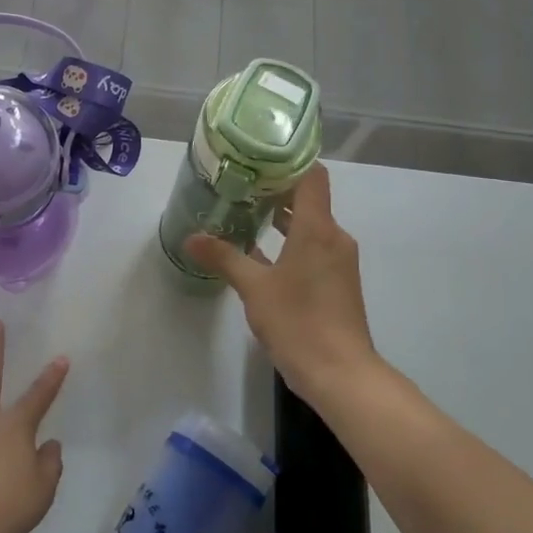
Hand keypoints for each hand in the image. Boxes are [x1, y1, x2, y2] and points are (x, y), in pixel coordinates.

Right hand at [183, 163, 380, 403]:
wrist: (341, 373)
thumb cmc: (298, 322)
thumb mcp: (254, 288)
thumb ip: (224, 257)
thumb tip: (191, 237)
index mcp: (318, 228)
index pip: (312, 175)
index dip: (287, 161)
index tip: (256, 158)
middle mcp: (333, 237)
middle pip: (308, 199)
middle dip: (274, 191)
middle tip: (237, 185)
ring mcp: (338, 261)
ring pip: (309, 226)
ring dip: (280, 219)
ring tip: (242, 214)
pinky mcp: (337, 282)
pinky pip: (312, 248)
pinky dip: (289, 243)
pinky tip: (259, 254)